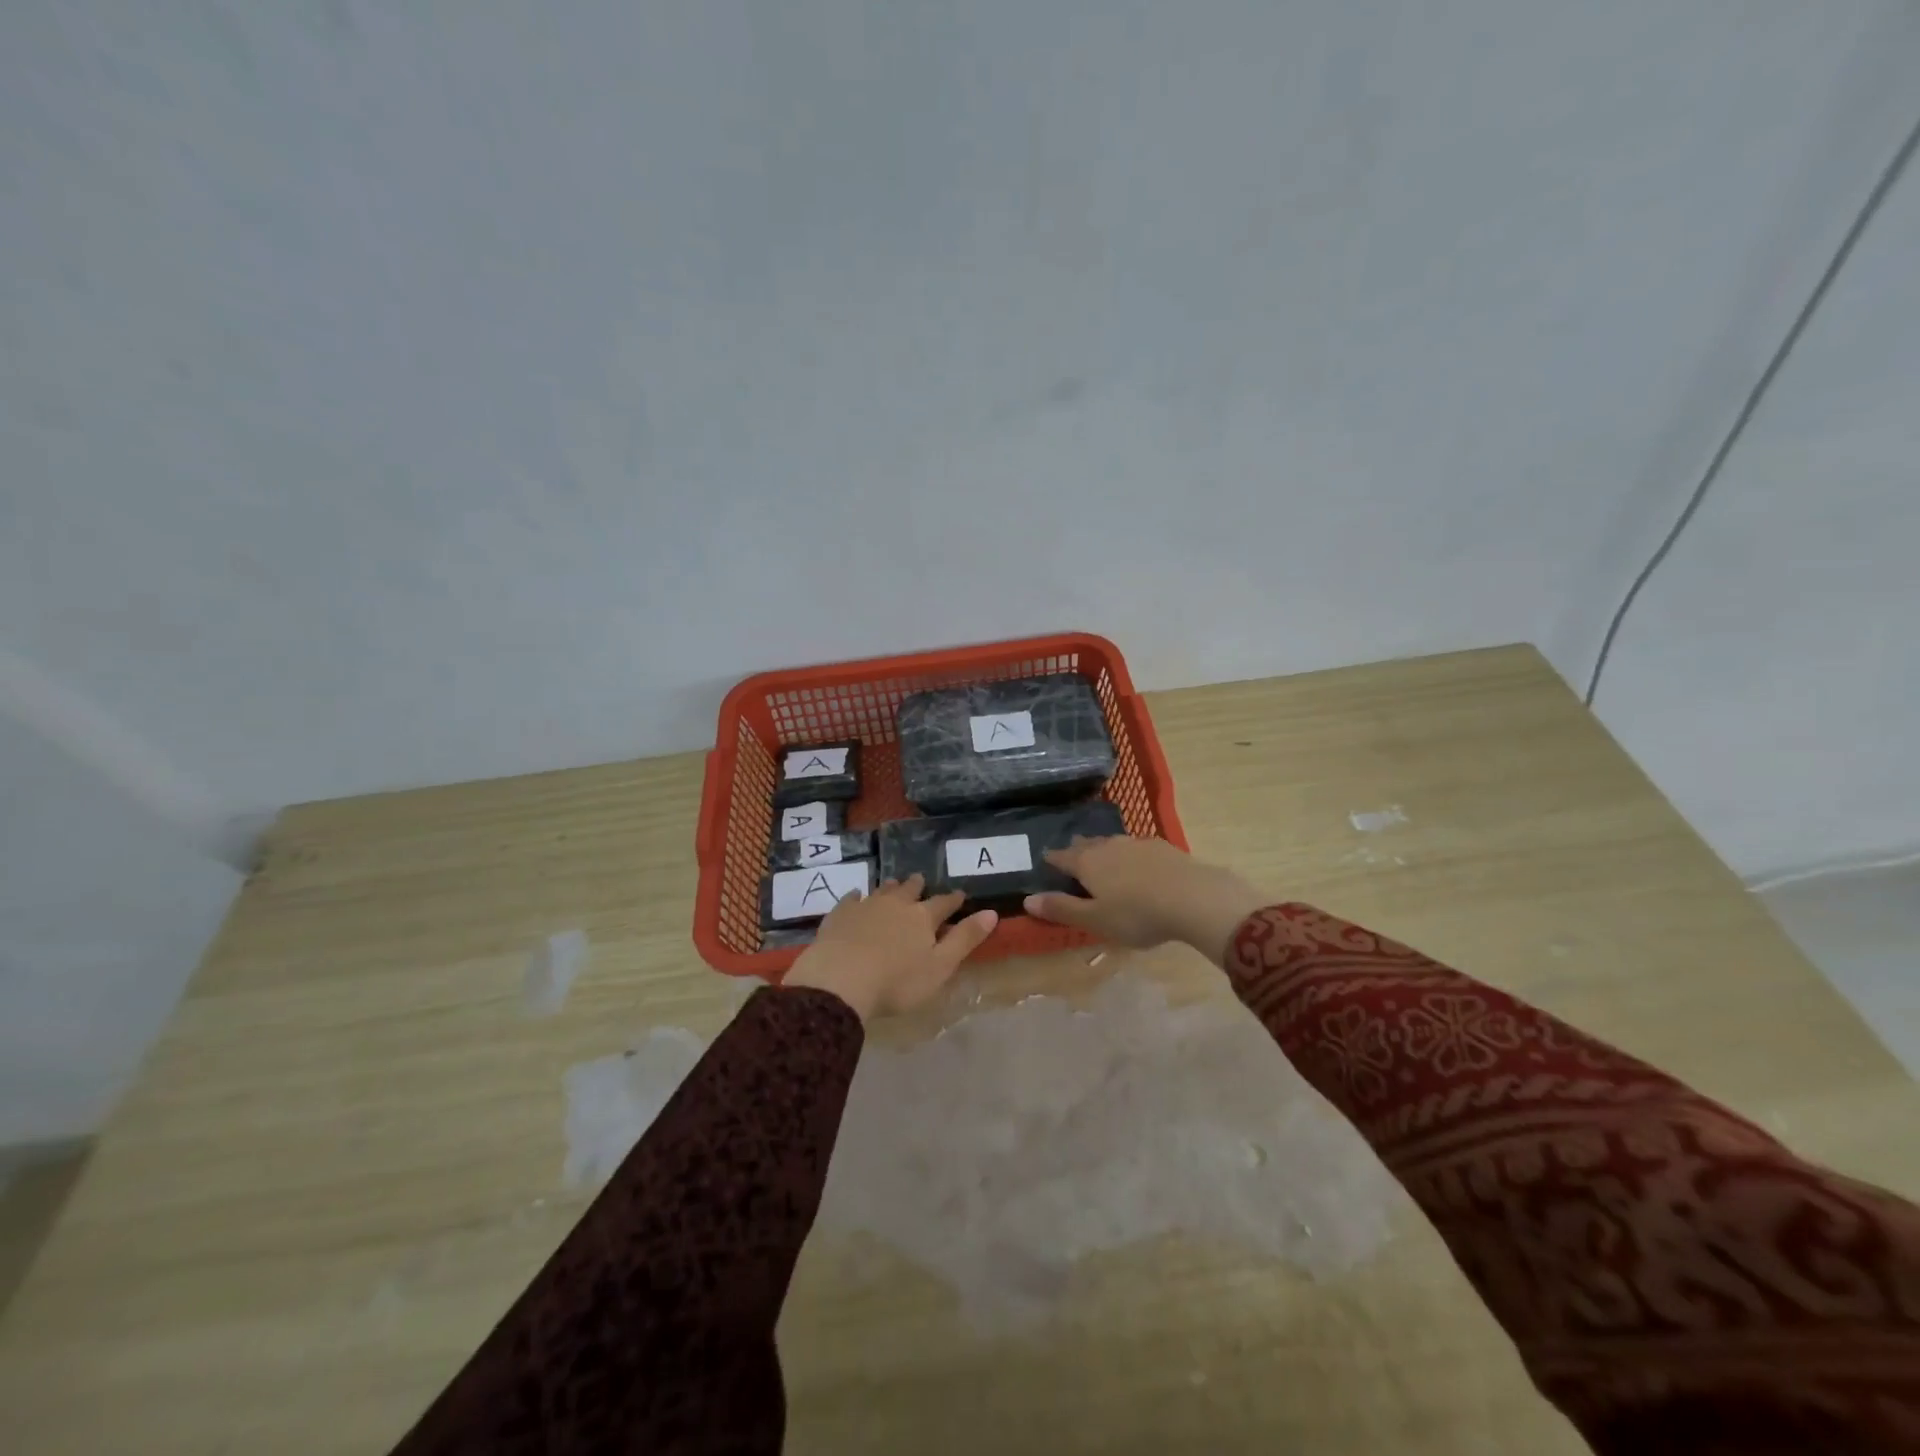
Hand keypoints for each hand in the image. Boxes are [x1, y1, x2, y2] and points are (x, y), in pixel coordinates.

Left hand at [783, 874, 997, 1021]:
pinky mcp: (840, 915)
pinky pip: (850, 899)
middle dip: (918, 886)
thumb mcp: (940, 967)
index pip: (943, 904)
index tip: (960, 894)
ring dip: (891, 887)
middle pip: (910, 890)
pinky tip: (856, 896)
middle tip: (921, 880)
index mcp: (922, 918)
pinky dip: (856, 897)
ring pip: (882, 891)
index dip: (953, 900)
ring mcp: (865, 906)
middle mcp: (896, 904)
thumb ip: (965, 939)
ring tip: (894, 883)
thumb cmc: (897, 982)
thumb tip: (991, 913)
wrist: (840, 980)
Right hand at [1023, 836, 1265, 964]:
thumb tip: (1028, 899)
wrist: (1194, 898)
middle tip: (1072, 857)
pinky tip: (1139, 865)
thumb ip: (1062, 909)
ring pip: (1112, 844)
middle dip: (1077, 851)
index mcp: (1087, 862)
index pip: (1062, 857)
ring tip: (1103, 859)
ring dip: (1104, 850)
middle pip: (1086, 845)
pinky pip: (1137, 848)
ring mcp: (1137, 843)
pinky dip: (1130, 856)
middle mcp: (1108, 846)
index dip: (1052, 859)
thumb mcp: (1096, 920)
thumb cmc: (1137, 914)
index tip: (1045, 860)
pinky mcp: (1163, 847)